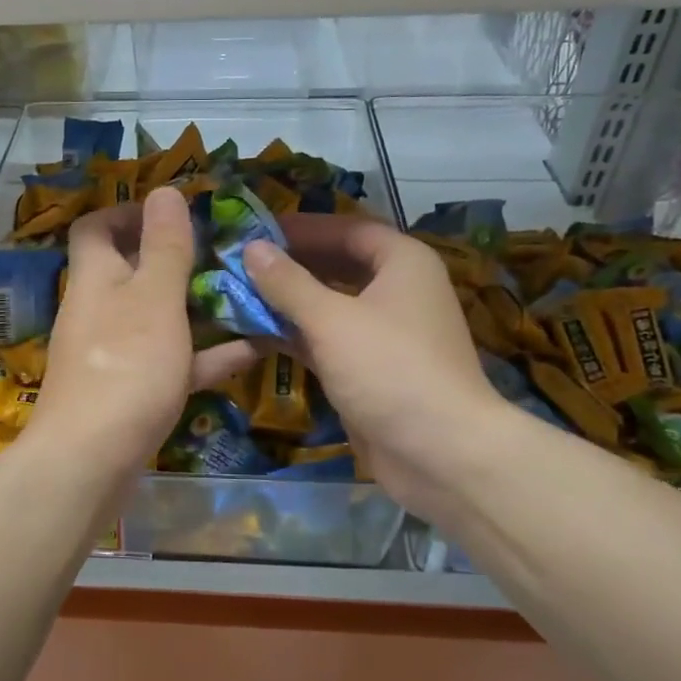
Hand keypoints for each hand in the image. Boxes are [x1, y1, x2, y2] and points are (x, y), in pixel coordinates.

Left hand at [26, 187, 254, 477]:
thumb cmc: (126, 367)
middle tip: (226, 254)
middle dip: (178, 259)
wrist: (91, 462)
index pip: (96, 226)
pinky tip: (254, 350)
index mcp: (96, 277)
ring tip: (247, 295)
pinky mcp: (131, 391)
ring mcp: (114, 353)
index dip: (130, 212)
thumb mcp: (154, 298)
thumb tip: (165, 189)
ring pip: (158, 317)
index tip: (176, 213)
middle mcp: (99, 309)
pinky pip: (171, 361)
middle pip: (133, 270)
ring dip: (198, 306)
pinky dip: (205, 355)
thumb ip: (164, 246)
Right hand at [242, 213, 517, 506]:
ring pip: (330, 305)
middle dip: (291, 264)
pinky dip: (297, 335)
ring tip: (239, 294)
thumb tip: (251, 247)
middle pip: (338, 265)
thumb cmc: (389, 369)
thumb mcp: (331, 320)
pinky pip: (328, 340)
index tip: (257, 229)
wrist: (441, 453)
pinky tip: (256, 334)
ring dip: (289, 301)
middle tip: (241, 262)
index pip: (347, 228)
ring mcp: (385, 333)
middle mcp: (397, 290)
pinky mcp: (371, 370)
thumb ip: (287, 283)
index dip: (303, 227)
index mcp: (402, 263)